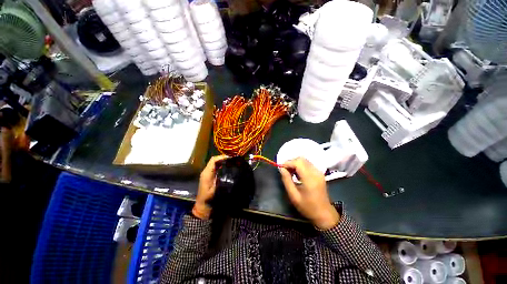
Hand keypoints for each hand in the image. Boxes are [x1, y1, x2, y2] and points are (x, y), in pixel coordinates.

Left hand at [192, 155, 227, 218]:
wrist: (202, 205)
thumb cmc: (208, 198)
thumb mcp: (215, 190)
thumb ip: (221, 181)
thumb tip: (229, 172)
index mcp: (207, 173)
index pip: (213, 160)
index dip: (222, 157)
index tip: (231, 158)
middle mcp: (206, 171)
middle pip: (214, 160)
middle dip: (223, 157)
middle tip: (232, 159)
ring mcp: (207, 173)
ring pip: (215, 162)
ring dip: (222, 160)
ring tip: (231, 161)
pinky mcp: (209, 175)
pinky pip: (215, 167)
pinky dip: (221, 164)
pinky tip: (227, 166)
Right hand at [279, 157, 339, 229]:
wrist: (324, 214)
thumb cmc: (308, 207)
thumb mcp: (293, 196)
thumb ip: (286, 180)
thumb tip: (281, 169)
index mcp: (310, 178)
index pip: (298, 162)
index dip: (288, 163)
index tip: (281, 168)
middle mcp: (315, 172)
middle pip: (301, 159)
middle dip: (291, 162)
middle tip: (285, 170)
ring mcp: (319, 172)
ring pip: (304, 161)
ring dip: (295, 164)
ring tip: (290, 172)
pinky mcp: (319, 173)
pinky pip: (308, 164)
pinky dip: (300, 166)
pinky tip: (297, 174)